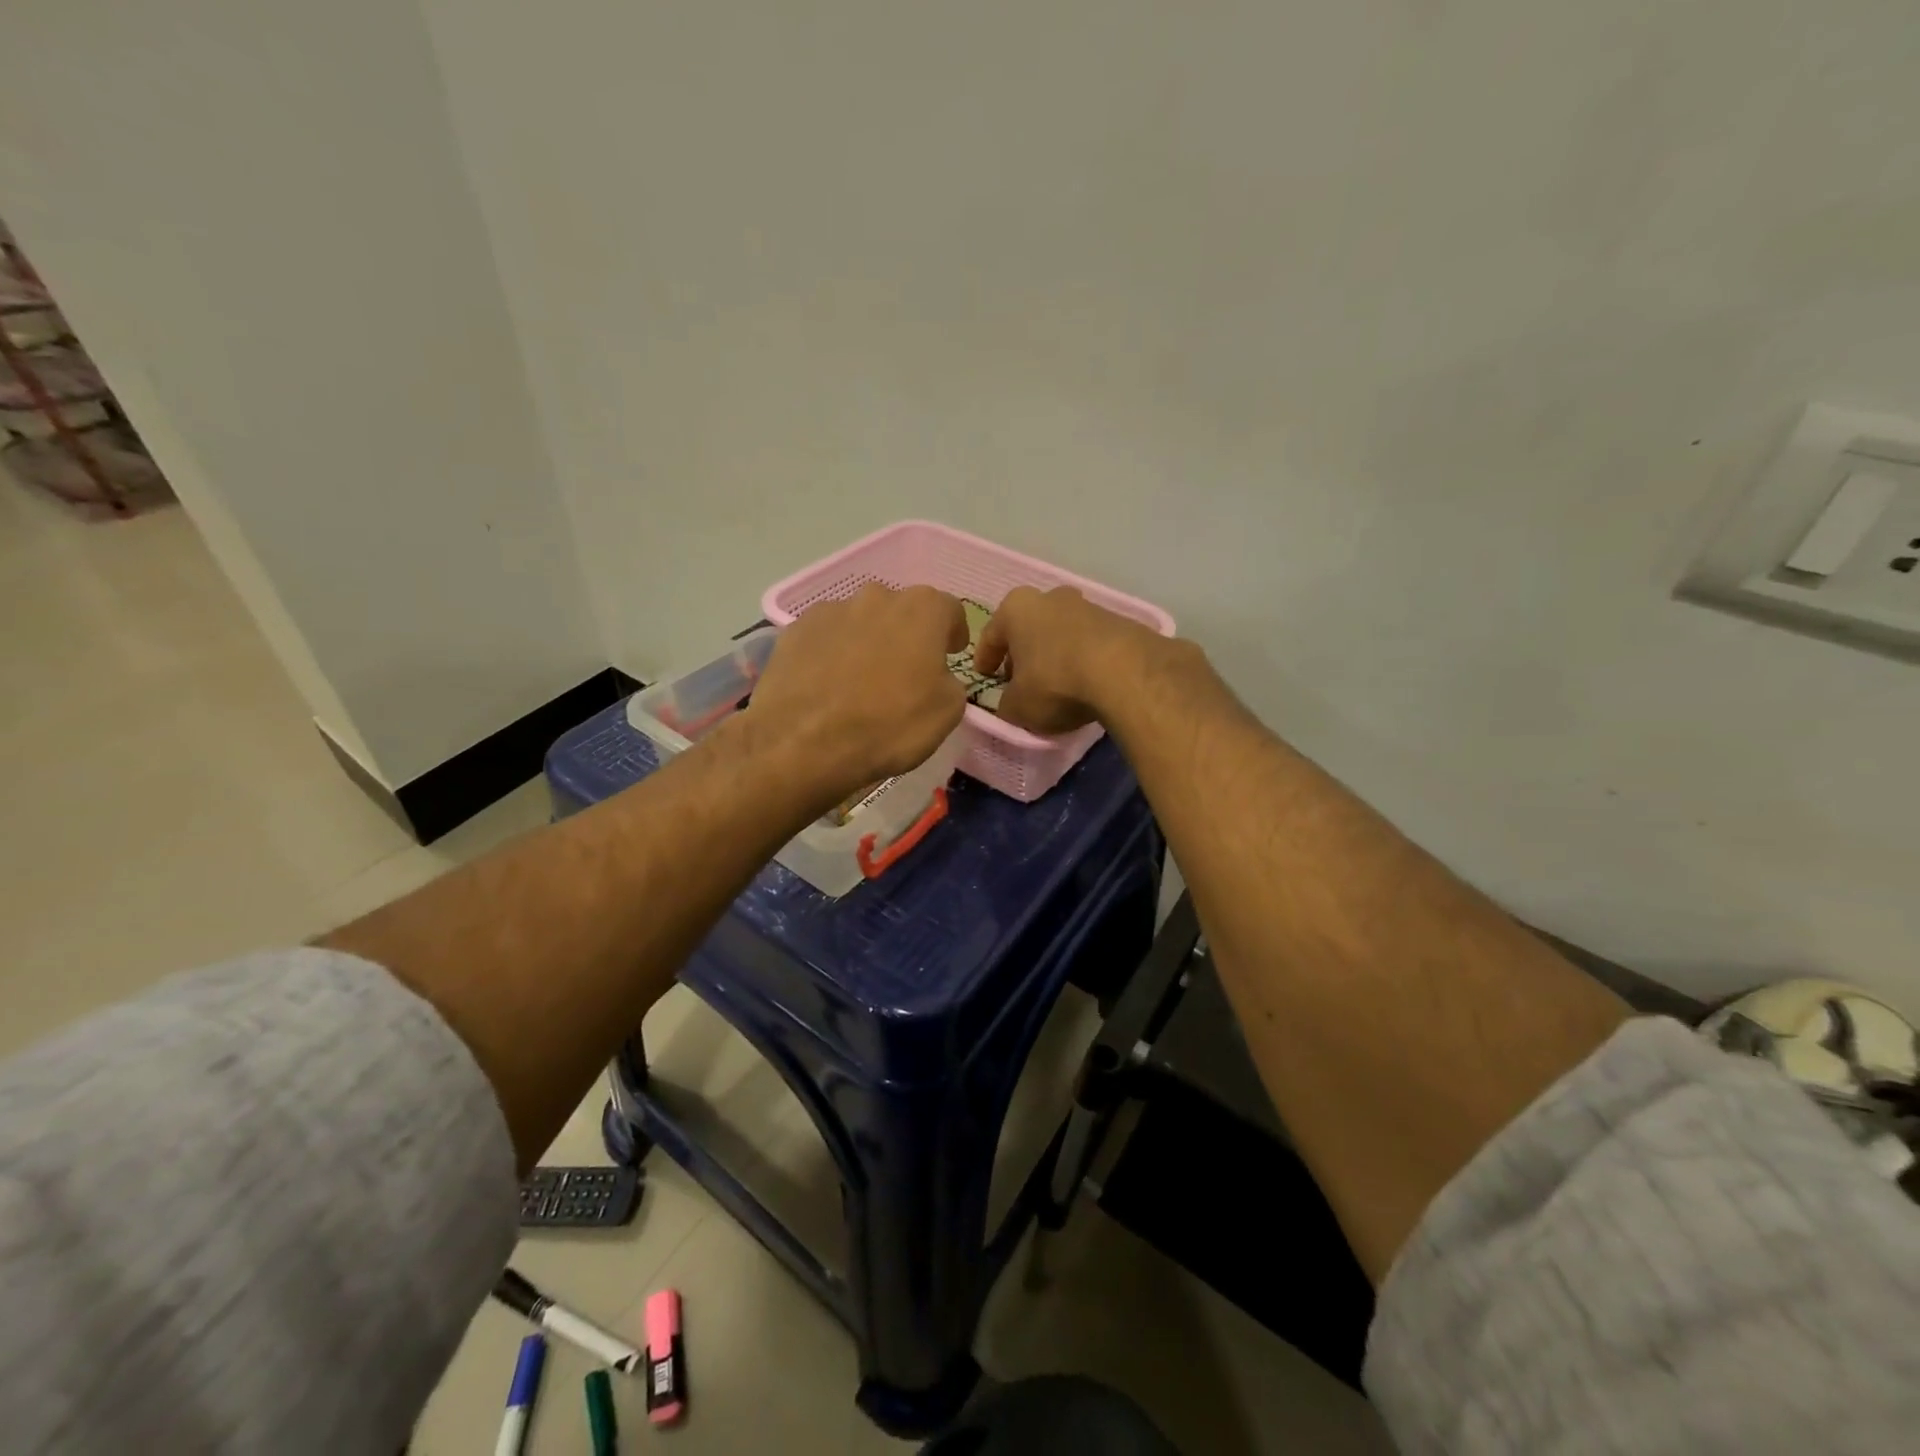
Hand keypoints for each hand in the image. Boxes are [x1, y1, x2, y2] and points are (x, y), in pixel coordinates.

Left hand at [747, 584, 969, 807]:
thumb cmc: (889, 724)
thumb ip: (950, 681)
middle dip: (907, 636)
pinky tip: (828, 687)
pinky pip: (825, 638)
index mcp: (921, 609)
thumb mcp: (947, 712)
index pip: (948, 609)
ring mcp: (830, 610)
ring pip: (860, 622)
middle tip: (905, 673)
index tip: (950, 654)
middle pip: (901, 611)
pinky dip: (832, 655)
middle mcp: (876, 596)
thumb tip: (936, 676)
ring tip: (860, 683)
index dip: (952, 633)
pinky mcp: (794, 631)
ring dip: (868, 643)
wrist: (804, 743)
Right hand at [974, 586, 1159, 735]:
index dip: (985, 659)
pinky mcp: (1119, 622)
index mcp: (1016, 608)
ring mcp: (1088, 606)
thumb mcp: (1018, 706)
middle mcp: (1051, 598)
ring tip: (1056, 686)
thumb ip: (1006, 705)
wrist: (1125, 672)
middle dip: (1023, 654)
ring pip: (1061, 634)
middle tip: (1019, 681)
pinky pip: (1090, 644)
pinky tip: (1085, 684)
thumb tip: (1010, 705)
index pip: (991, 635)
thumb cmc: (1055, 682)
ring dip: (1055, 656)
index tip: (984, 677)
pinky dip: (1083, 660)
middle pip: (1029, 629)